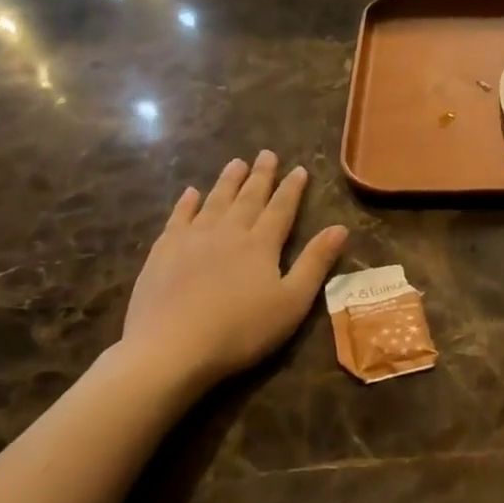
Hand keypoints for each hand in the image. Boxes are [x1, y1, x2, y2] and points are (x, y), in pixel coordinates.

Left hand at [118, 152, 347, 386]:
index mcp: (261, 244)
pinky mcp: (163, 252)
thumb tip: (340, 228)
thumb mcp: (292, 302)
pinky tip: (190, 193)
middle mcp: (228, 232)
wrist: (171, 349)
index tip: (299, 169)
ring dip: (227, 181)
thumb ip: (316, 263)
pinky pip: (178, 217)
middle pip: (248, 197)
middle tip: (267, 153)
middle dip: (260, 175)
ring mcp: (192, 239)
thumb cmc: (241, 331)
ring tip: (236, 162)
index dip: (292, 189)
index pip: (281, 209)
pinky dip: (186, 203)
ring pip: (214, 200)